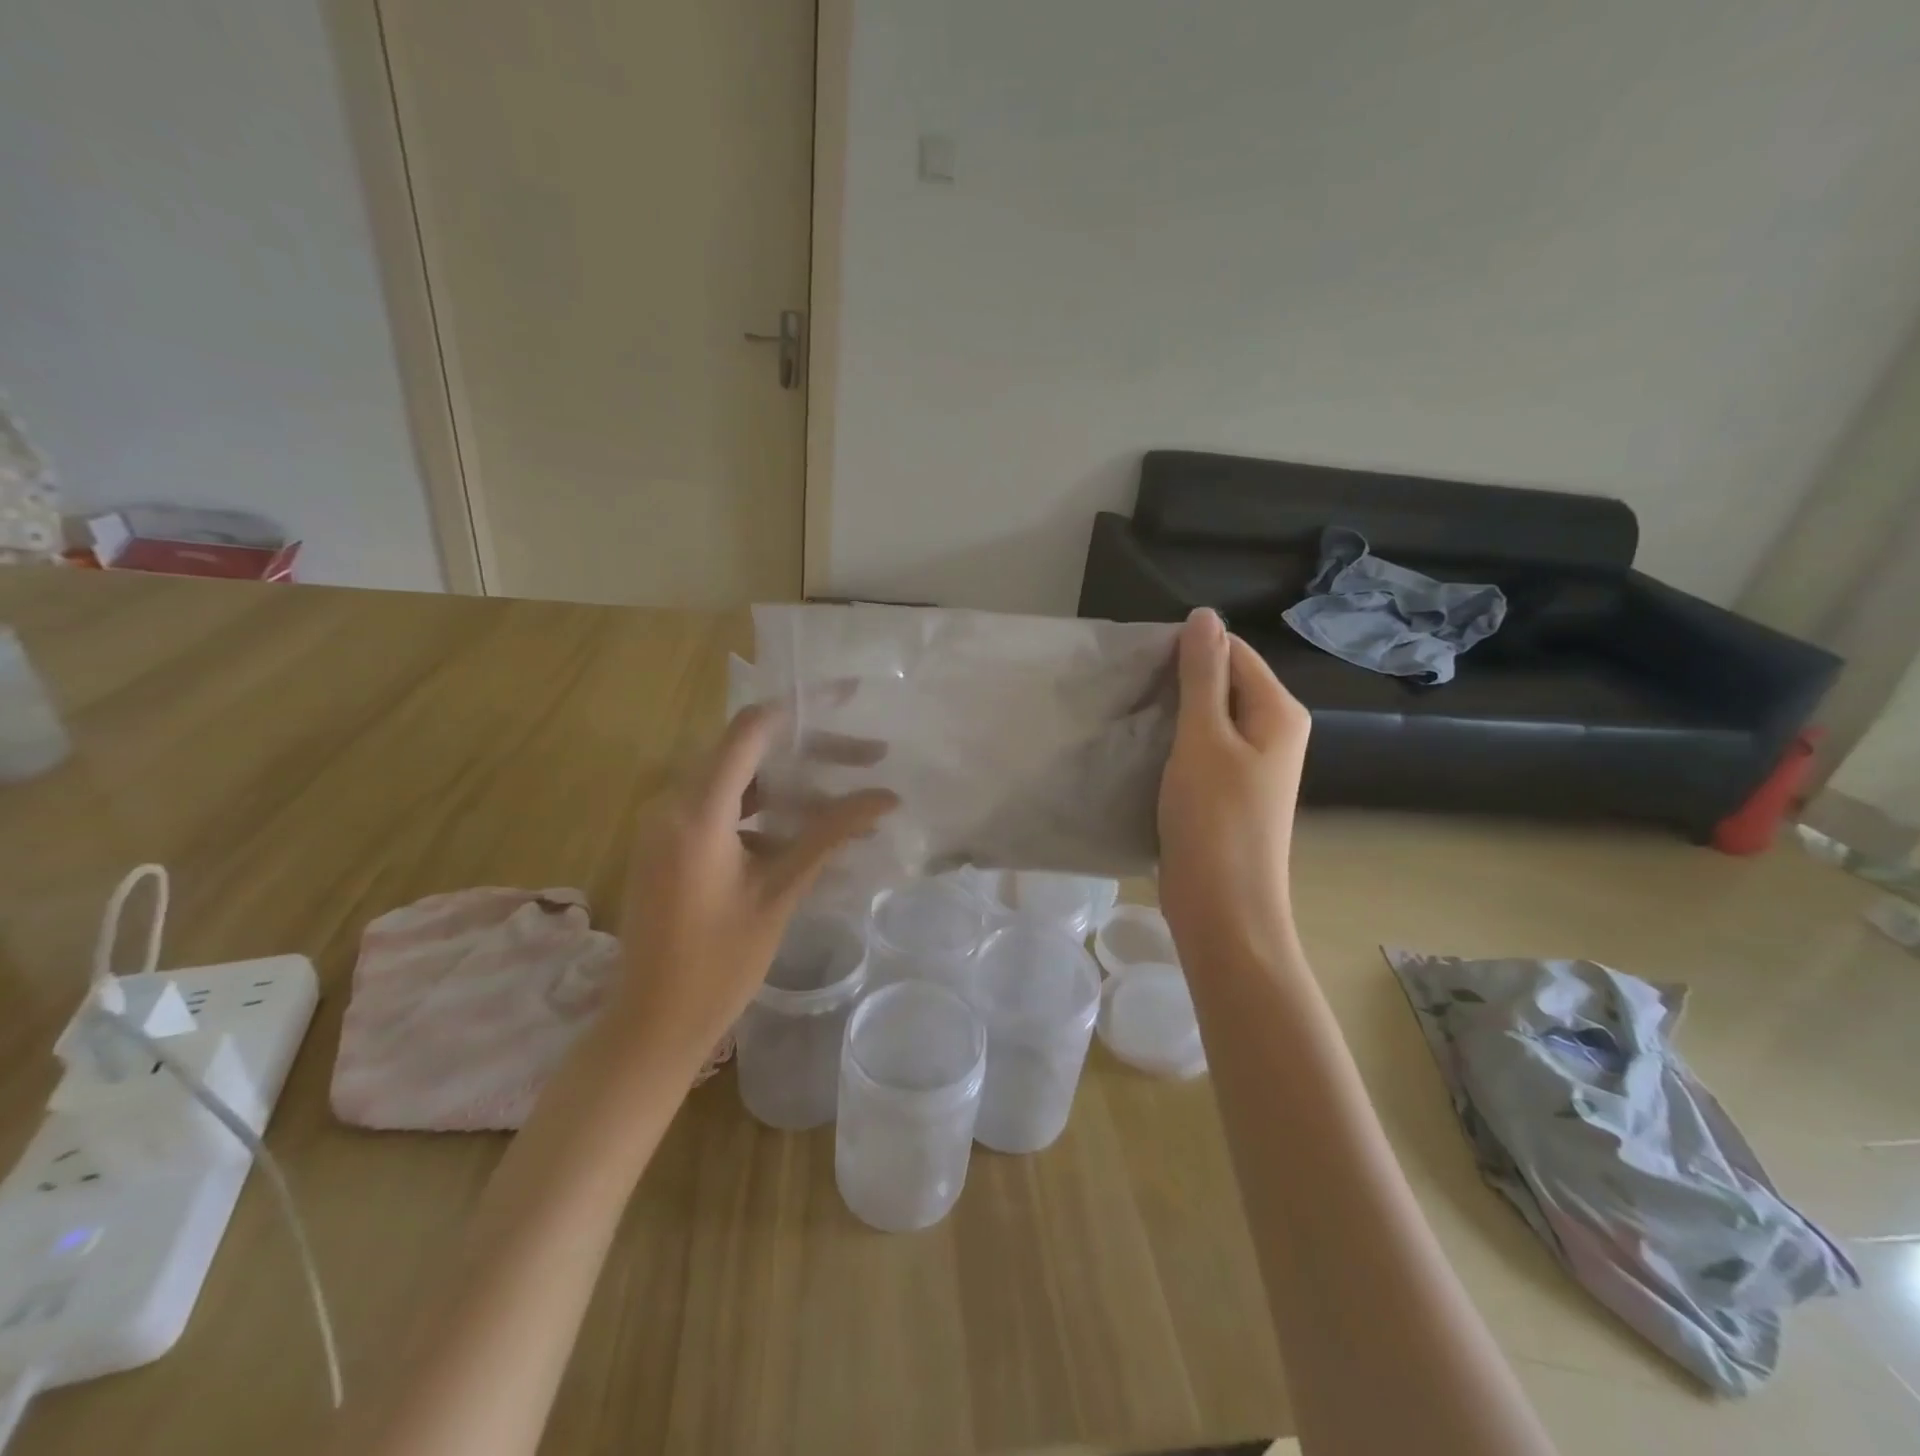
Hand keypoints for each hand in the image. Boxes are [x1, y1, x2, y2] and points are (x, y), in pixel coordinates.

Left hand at [611, 705, 897, 1061]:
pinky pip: (723, 808)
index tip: (849, 699)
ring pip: (739, 781)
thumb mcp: (780, 893)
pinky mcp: (670, 844)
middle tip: (869, 756)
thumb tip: (886, 796)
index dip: (801, 708)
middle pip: (749, 752)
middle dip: (811, 752)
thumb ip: (829, 835)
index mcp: (696, 811)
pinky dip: (766, 812)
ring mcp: (667, 824)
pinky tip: (809, 831)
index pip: (751, 729)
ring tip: (849, 797)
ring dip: (792, 786)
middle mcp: (673, 803)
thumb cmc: (718, 964)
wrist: (652, 1025)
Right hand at [1157, 608, 1310, 967]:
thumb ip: (1203, 676)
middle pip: (1223, 683)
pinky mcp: (1230, 792)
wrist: (1223, 908)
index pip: (1232, 652)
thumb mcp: (1203, 738)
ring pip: (1209, 718)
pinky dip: (1176, 744)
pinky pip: (1203, 750)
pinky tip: (1145, 750)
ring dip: (1173, 714)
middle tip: (1130, 693)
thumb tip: (1206, 615)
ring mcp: (1253, 766)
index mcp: (1278, 712)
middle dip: (1178, 683)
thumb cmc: (1214, 819)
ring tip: (1131, 717)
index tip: (1141, 667)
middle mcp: (1274, 732)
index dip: (1188, 652)